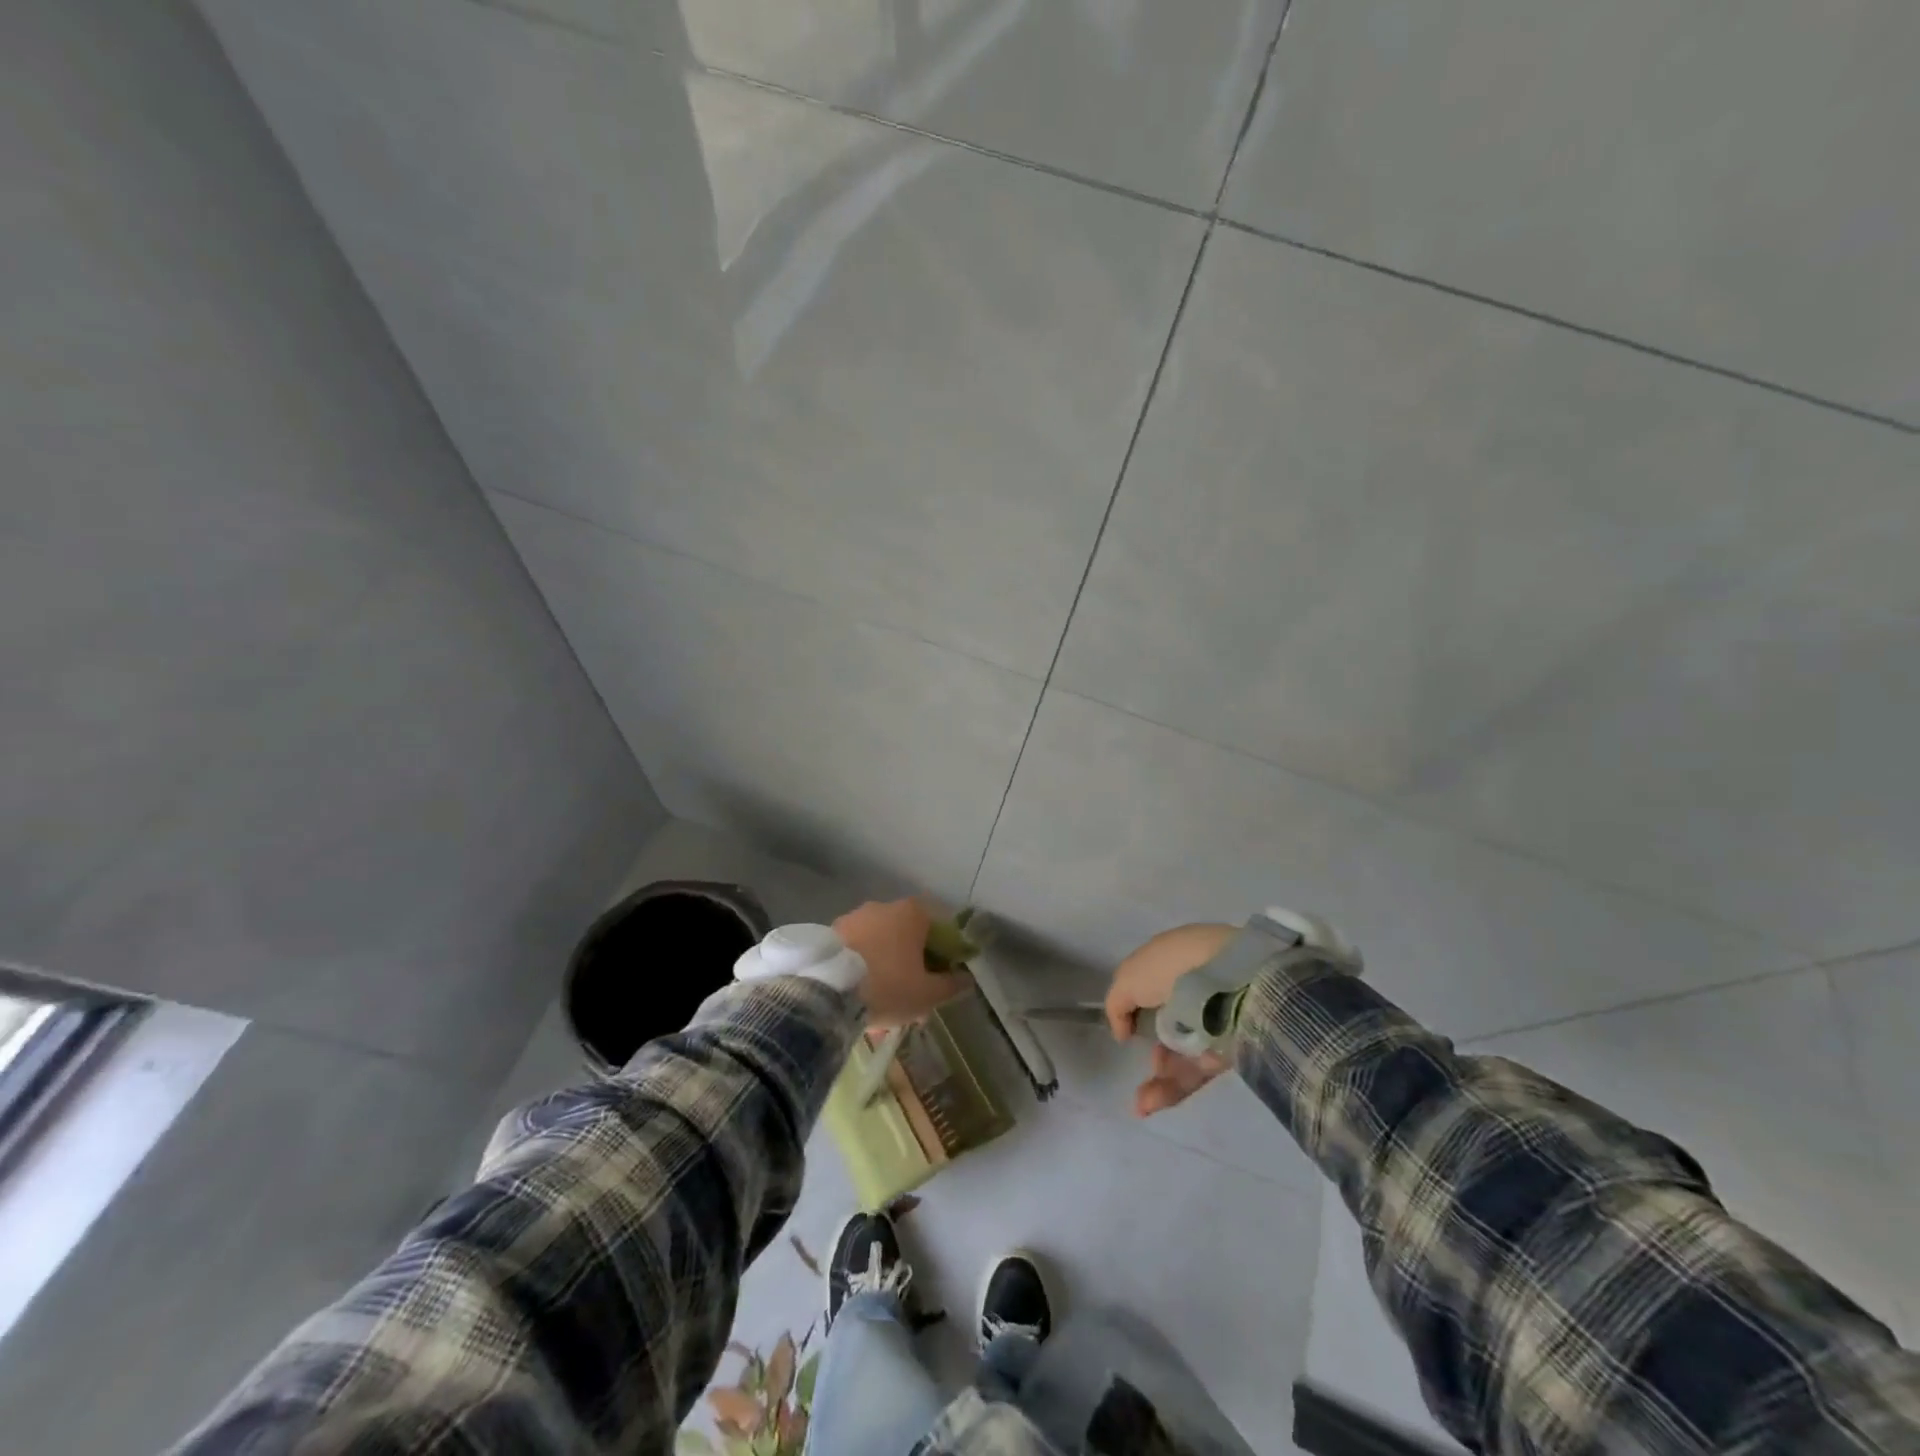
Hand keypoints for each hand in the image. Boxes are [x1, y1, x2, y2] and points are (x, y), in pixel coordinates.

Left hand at [834, 899, 967, 1027]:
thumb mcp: (928, 994)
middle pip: (905, 937)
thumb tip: (967, 979)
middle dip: (909, 966)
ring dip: (882, 969)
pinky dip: (859, 969)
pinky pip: (854, 951)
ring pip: (878, 946)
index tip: (937, 980)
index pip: (937, 928)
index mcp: (912, 913)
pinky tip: (856, 998)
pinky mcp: (829, 932)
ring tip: (878, 1006)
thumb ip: (951, 984)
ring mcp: (854, 917)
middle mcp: (883, 906)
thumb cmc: (889, 986)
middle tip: (908, 998)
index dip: (940, 955)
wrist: (828, 991)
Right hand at [1106, 923, 1236, 1117]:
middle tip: (1136, 1061)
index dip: (1136, 1008)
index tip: (1126, 1027)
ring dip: (1158, 1079)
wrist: (1230, 978)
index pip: (1153, 987)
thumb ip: (1117, 1006)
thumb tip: (1123, 1033)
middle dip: (1150, 1048)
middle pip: (1168, 1025)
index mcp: (1172, 963)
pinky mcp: (1228, 1052)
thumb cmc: (1171, 968)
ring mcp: (1212, 1023)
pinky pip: (1196, 1072)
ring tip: (1141, 1103)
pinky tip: (1149, 1103)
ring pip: (1181, 1054)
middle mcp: (1193, 991)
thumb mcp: (1127, 979)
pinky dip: (1172, 1088)